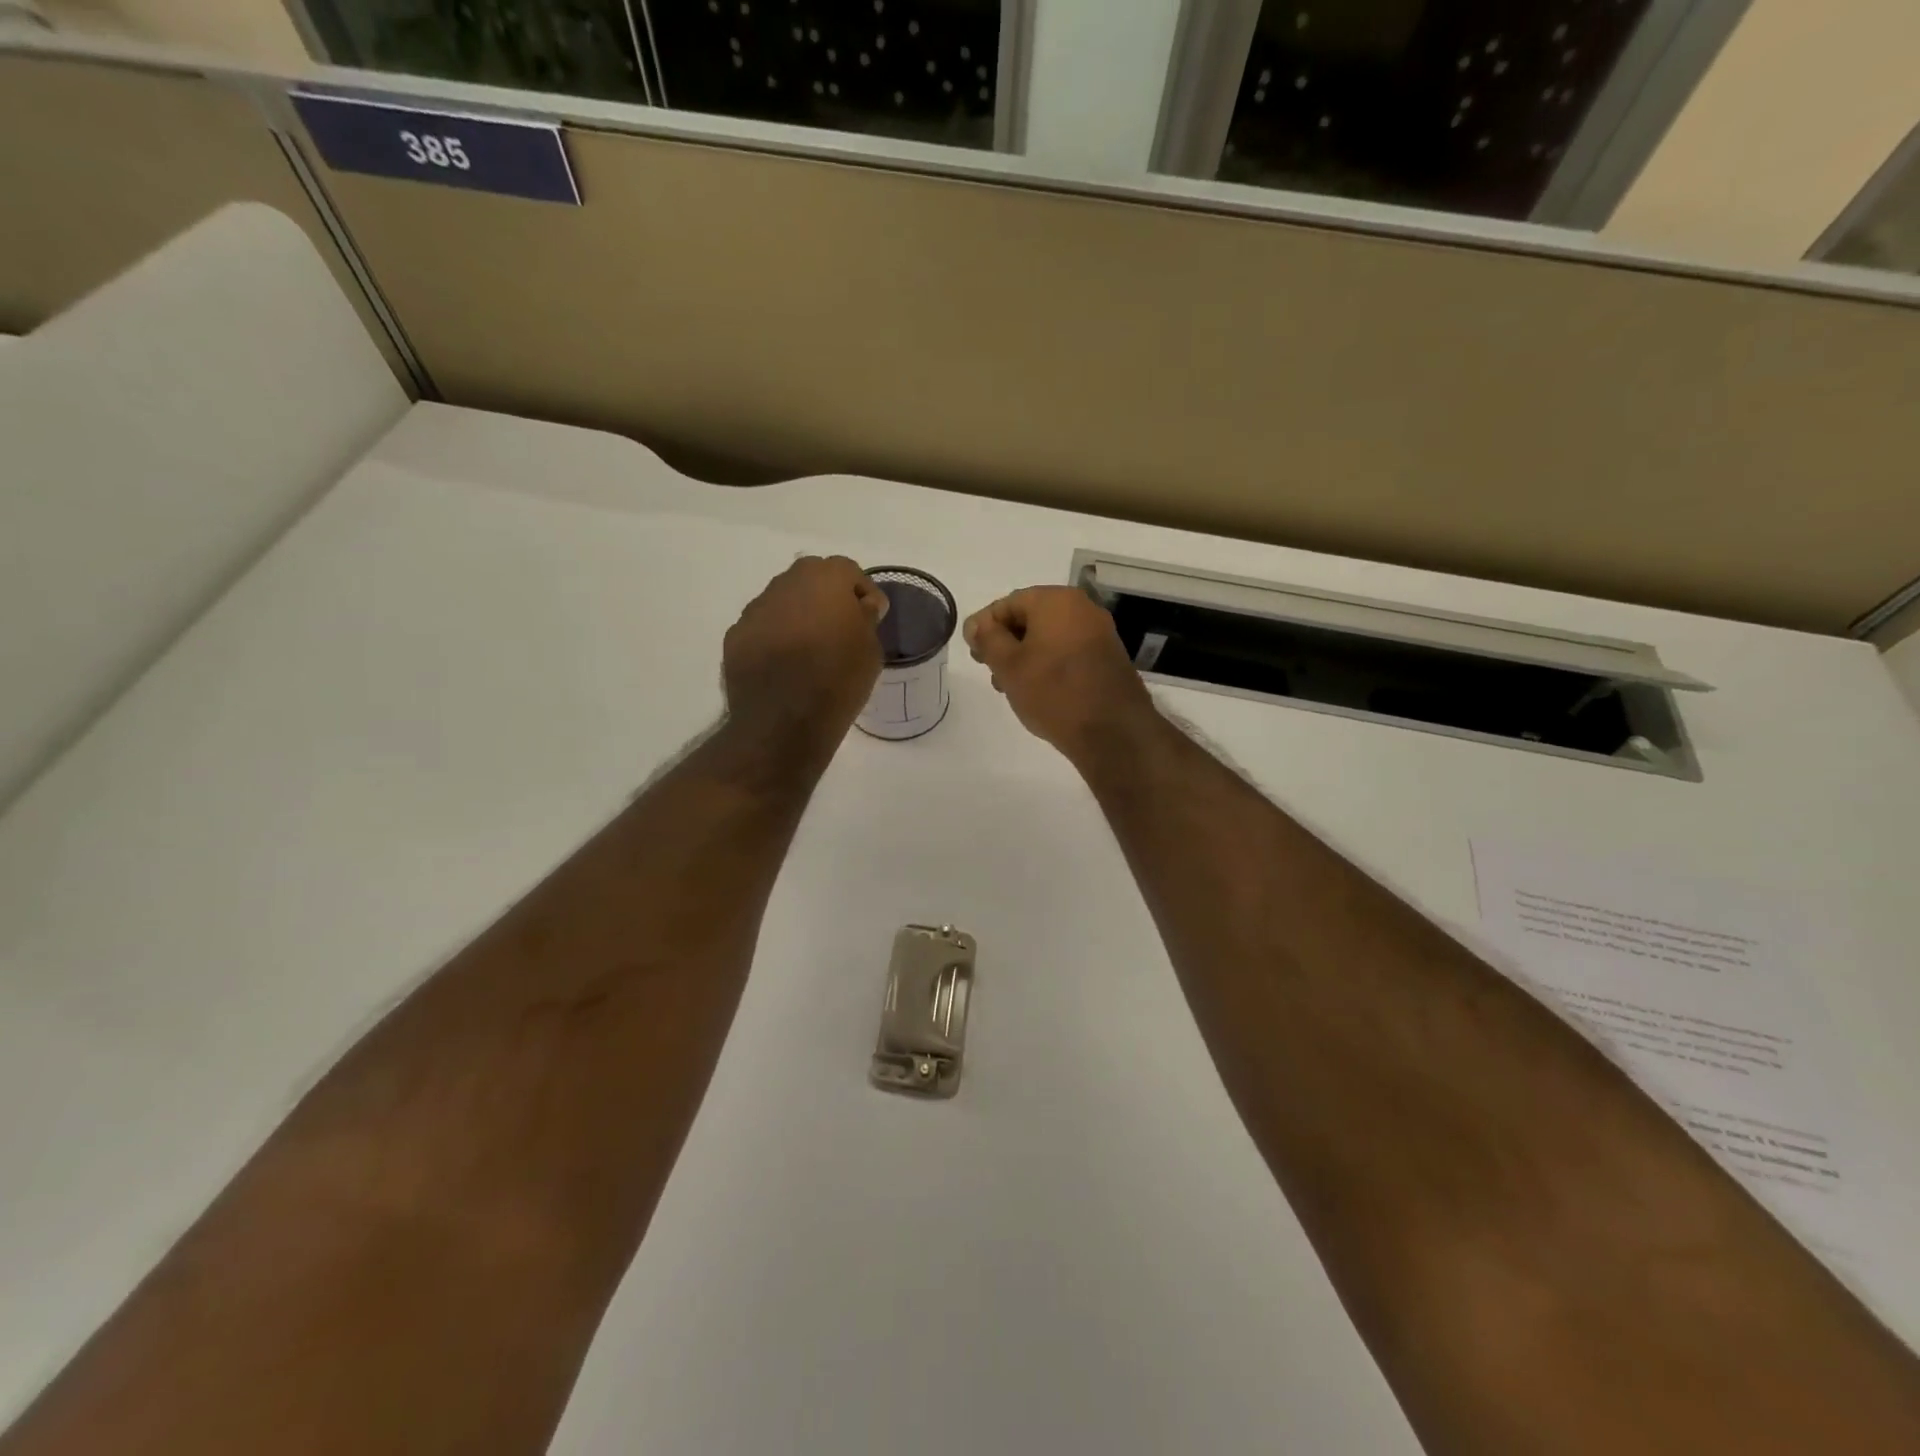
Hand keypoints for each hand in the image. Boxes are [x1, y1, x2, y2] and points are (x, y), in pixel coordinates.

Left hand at [723, 557, 887, 757]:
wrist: (783, 721)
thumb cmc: (838, 680)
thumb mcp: (871, 649)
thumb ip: (866, 618)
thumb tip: (860, 606)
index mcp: (824, 578)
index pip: (848, 571)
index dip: (862, 592)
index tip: (871, 619)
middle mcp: (785, 583)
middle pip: (811, 578)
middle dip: (827, 597)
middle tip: (840, 628)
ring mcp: (755, 609)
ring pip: (784, 601)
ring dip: (799, 616)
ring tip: (810, 649)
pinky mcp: (736, 636)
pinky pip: (763, 627)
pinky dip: (776, 638)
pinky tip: (785, 666)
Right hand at [963, 587, 1156, 759]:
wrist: (1112, 731)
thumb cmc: (1053, 692)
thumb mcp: (1008, 665)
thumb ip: (988, 639)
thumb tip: (978, 624)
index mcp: (1056, 600)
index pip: (1007, 604)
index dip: (984, 627)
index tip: (972, 654)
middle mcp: (1082, 608)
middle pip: (1030, 618)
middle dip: (1005, 642)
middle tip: (989, 670)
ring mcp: (1099, 633)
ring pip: (1049, 637)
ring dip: (1025, 656)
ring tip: (1009, 685)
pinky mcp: (1108, 657)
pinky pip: (1068, 651)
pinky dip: (1048, 664)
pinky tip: (1037, 689)